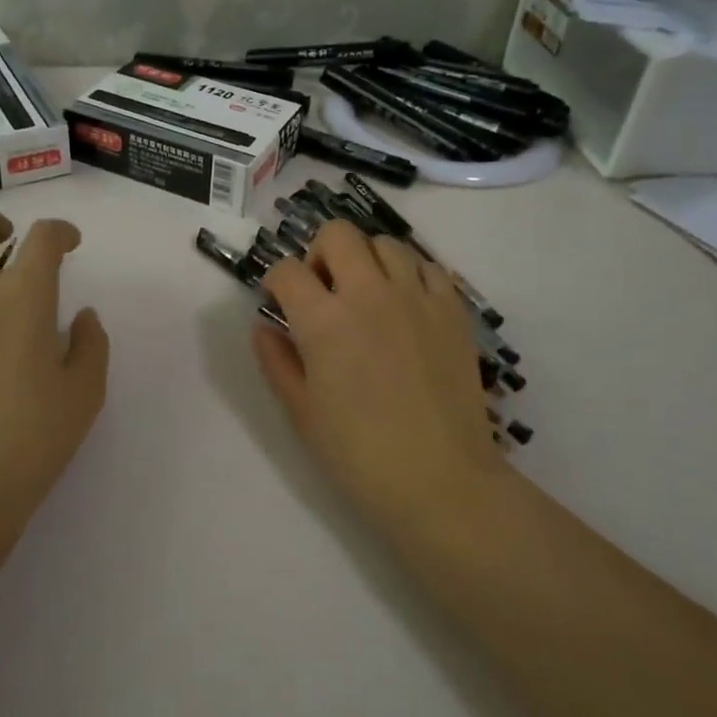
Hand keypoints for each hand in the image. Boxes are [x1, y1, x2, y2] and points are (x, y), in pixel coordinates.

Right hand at [253, 220, 501, 521]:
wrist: (441, 482)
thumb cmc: (359, 455)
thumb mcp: (302, 412)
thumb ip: (276, 361)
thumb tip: (263, 326)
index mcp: (324, 321)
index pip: (287, 271)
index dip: (275, 282)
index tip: (278, 302)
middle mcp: (369, 294)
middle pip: (337, 234)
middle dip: (318, 253)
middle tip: (322, 291)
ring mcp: (416, 297)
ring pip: (385, 243)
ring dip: (365, 260)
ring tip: (366, 296)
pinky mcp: (453, 310)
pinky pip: (428, 267)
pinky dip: (409, 275)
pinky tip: (405, 306)